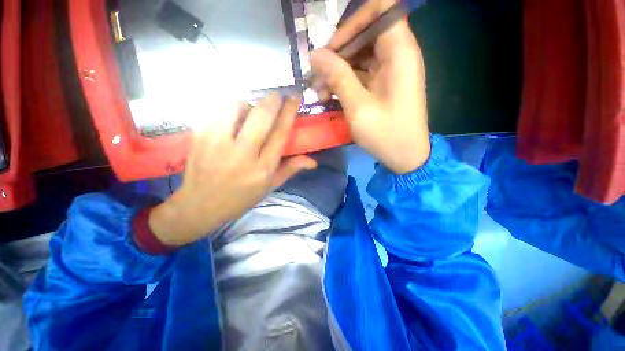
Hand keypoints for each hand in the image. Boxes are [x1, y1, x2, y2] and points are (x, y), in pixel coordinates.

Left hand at [148, 93, 316, 246]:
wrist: (200, 205)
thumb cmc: (241, 197)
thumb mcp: (270, 187)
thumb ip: (290, 169)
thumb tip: (313, 161)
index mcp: (263, 168)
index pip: (280, 133)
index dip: (290, 112)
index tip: (295, 97)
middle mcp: (243, 154)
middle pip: (261, 115)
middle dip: (273, 99)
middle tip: (278, 95)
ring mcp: (218, 143)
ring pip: (237, 107)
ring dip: (249, 104)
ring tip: (250, 112)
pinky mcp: (200, 136)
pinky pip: (218, 111)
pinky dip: (229, 110)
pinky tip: (231, 120)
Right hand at [310, 0, 429, 173]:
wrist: (405, 156)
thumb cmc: (386, 134)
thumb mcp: (359, 107)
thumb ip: (338, 77)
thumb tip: (315, 54)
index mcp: (399, 52)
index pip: (380, 9)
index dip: (354, 21)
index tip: (332, 46)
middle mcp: (396, 54)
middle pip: (364, 34)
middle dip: (337, 53)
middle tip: (316, 76)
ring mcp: (388, 70)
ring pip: (358, 55)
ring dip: (336, 70)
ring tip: (319, 92)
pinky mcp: (381, 84)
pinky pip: (359, 73)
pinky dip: (343, 82)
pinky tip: (329, 96)